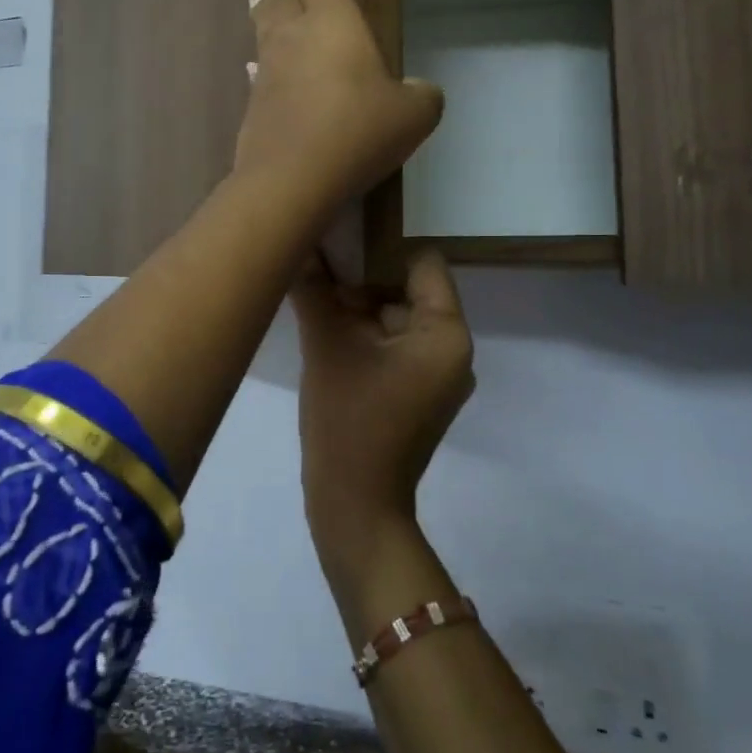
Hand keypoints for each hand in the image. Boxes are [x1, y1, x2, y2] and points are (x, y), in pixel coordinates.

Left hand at [236, 0, 442, 213]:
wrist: (293, 177)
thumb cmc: (358, 131)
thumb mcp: (413, 114)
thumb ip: (422, 96)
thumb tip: (420, 91)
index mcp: (334, 24)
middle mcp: (294, 37)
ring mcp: (269, 71)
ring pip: (263, 30)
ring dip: (261, 11)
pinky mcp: (253, 104)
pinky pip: (256, 71)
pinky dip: (257, 63)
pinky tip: (253, 67)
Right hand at [292, 248, 474, 562]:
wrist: (355, 507)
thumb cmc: (349, 420)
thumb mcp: (326, 345)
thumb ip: (314, 289)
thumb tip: (298, 245)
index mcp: (446, 333)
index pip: (422, 262)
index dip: (381, 248)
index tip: (339, 246)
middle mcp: (453, 351)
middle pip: (407, 291)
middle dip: (361, 283)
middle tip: (317, 278)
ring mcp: (437, 376)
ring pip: (396, 320)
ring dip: (358, 312)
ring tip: (315, 306)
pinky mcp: (419, 396)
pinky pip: (394, 348)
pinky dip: (364, 339)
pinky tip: (326, 338)